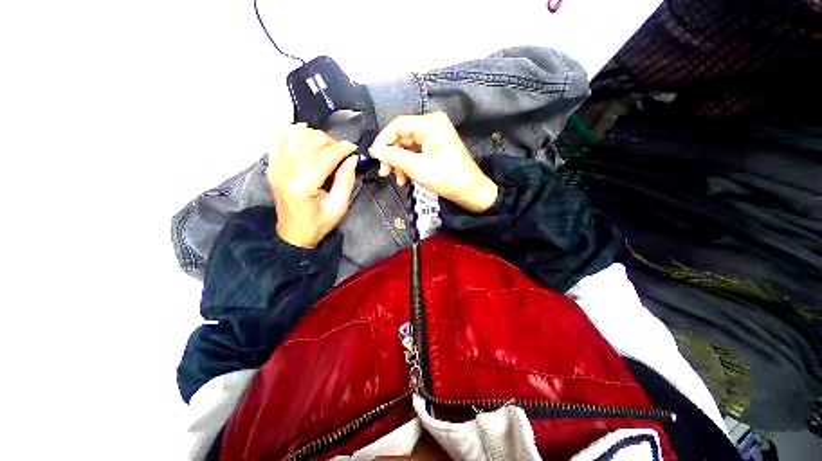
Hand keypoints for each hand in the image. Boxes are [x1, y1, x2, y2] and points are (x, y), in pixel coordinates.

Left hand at [267, 123, 358, 247]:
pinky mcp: (273, 164)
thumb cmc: (318, 223)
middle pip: (311, 140)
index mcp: (303, 185)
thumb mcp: (338, 206)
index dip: (343, 148)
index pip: (325, 155)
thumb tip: (353, 158)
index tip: (354, 148)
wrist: (293, 233)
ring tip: (327, 148)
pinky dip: (295, 133)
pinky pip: (281, 138)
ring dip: (315, 136)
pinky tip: (307, 139)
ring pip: (297, 134)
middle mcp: (286, 170)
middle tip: (342, 154)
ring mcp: (277, 166)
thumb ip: (346, 180)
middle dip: (331, 142)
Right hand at [369, 112, 497, 212]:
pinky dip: (408, 165)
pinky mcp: (435, 147)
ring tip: (398, 180)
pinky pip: (416, 153)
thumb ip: (393, 156)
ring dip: (399, 163)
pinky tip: (405, 179)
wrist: (470, 191)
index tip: (375, 157)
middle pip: (402, 136)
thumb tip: (374, 150)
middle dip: (392, 156)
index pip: (398, 125)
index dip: (383, 140)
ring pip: (407, 147)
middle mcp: (432, 125)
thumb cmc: (446, 178)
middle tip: (385, 173)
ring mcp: (435, 136)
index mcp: (430, 123)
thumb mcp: (416, 167)